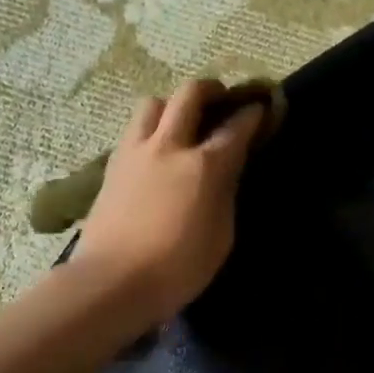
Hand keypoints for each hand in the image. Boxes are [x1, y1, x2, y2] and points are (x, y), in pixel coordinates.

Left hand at [73, 80, 264, 327]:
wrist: (112, 282)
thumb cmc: (177, 269)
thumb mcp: (220, 237)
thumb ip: (225, 196)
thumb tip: (225, 174)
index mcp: (205, 165)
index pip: (236, 126)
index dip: (253, 114)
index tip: (262, 109)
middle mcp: (169, 146)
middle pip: (190, 94)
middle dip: (212, 90)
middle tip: (222, 100)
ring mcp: (135, 152)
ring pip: (154, 103)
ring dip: (172, 105)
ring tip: (181, 124)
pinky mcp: (111, 166)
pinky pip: (133, 130)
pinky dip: (149, 128)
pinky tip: (155, 150)